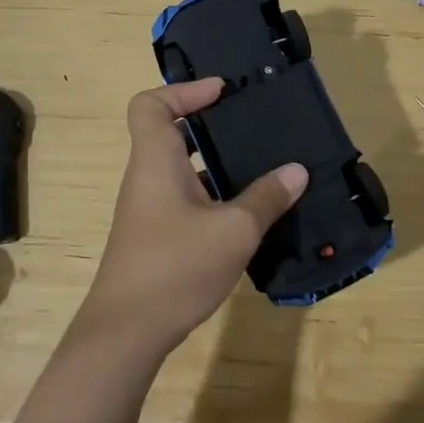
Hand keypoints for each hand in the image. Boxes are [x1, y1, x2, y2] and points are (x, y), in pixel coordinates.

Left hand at [75, 79, 307, 359]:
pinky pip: (183, 197)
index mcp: (156, 160)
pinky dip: (210, 194)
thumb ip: (266, 198)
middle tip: (249, 125)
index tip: (221, 93)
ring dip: (213, 163)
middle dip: (208, 124)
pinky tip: (244, 213)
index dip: (183, 90)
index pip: (151, 104)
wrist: (127, 332)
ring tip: (257, 165)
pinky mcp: (154, 235)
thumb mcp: (233, 230)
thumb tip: (297, 171)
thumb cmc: (176, 266)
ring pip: (180, 168)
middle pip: (169, 132)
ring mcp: (148, 208)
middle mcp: (147, 176)